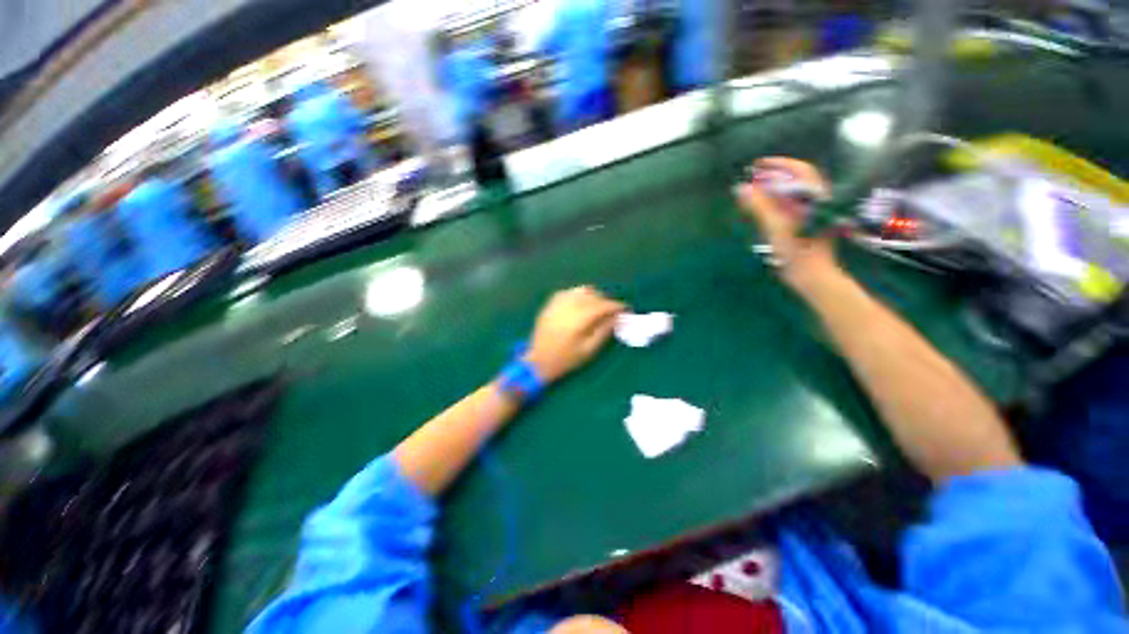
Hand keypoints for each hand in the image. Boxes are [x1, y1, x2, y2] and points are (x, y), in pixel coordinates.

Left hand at [525, 286, 625, 382]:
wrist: (538, 361)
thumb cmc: (565, 359)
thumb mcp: (589, 350)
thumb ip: (604, 331)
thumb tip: (617, 318)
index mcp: (579, 319)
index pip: (603, 305)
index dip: (617, 306)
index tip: (626, 309)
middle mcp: (568, 306)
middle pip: (593, 295)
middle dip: (606, 301)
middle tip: (613, 311)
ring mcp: (558, 303)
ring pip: (581, 290)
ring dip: (594, 295)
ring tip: (598, 307)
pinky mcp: (551, 304)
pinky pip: (569, 292)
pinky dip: (579, 295)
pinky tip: (582, 304)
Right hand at [735, 157, 841, 293]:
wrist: (813, 276)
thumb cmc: (797, 252)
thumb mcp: (775, 227)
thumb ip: (759, 206)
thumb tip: (741, 188)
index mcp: (815, 197)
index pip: (800, 170)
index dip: (779, 164)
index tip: (758, 165)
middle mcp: (817, 200)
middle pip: (797, 180)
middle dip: (774, 176)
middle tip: (753, 178)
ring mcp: (814, 213)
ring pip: (794, 193)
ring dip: (774, 189)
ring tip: (755, 191)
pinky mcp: (808, 224)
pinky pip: (792, 205)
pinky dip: (777, 201)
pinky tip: (764, 207)